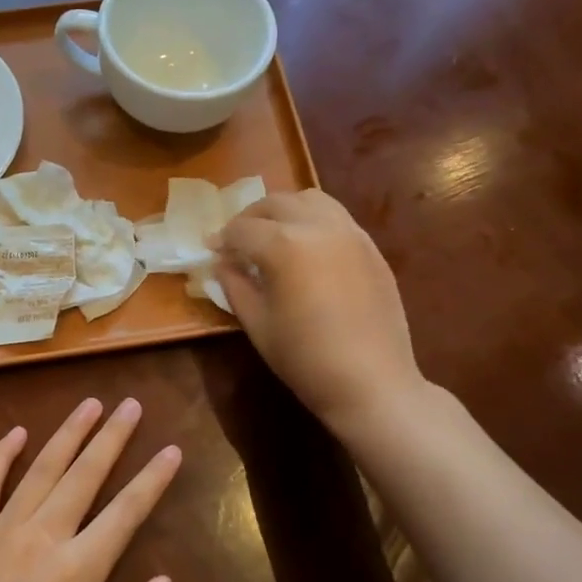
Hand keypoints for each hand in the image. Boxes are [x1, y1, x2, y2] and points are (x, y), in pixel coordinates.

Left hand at [0, 398, 178, 581]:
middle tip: (130, 404)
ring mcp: (2, 529)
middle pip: (86, 475)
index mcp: (80, 567)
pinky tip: (17, 433)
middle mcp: (44, 535)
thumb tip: (164, 581)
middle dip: (112, 437)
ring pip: (41, 470)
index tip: (171, 449)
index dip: (153, 479)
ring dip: (67, 434)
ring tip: (89, 405)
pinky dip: (1, 456)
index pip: (127, 511)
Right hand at [213, 189, 422, 433]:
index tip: (210, 250)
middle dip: (250, 218)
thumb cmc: (305, 358)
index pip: (242, 229)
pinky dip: (312, 221)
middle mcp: (318, 226)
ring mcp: (351, 233)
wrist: (371, 382)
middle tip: (237, 240)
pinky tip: (306, 249)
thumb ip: (235, 285)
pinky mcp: (371, 247)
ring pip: (310, 199)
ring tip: (272, 234)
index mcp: (285, 245)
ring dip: (284, 210)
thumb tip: (223, 264)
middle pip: (276, 203)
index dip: (221, 239)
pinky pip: (336, 217)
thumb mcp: (257, 324)